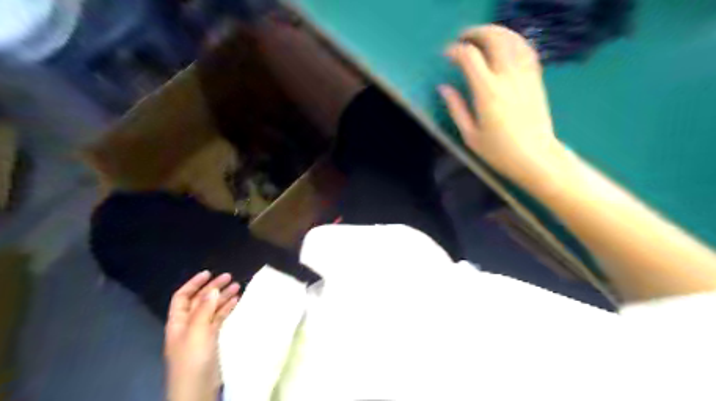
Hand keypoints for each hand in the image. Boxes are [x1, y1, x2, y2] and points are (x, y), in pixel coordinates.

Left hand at [163, 271, 239, 400]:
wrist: (197, 389)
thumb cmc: (193, 359)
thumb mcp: (196, 332)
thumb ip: (203, 310)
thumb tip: (212, 289)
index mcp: (178, 322)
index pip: (182, 297)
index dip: (193, 283)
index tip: (209, 273)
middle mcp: (188, 324)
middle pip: (199, 301)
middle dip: (212, 287)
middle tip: (229, 277)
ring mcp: (200, 332)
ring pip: (211, 309)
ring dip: (222, 297)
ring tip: (237, 286)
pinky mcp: (212, 340)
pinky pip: (219, 319)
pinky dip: (227, 309)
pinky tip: (236, 302)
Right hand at [440, 25, 567, 184]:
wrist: (536, 157)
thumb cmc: (499, 151)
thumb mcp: (470, 135)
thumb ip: (456, 108)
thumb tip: (443, 88)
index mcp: (487, 92)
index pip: (469, 57)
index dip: (455, 50)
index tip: (446, 55)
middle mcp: (507, 77)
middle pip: (493, 38)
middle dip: (475, 33)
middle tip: (463, 39)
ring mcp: (524, 75)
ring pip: (512, 39)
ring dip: (495, 32)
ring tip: (481, 38)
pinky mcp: (536, 78)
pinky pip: (526, 50)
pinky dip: (513, 41)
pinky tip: (505, 46)